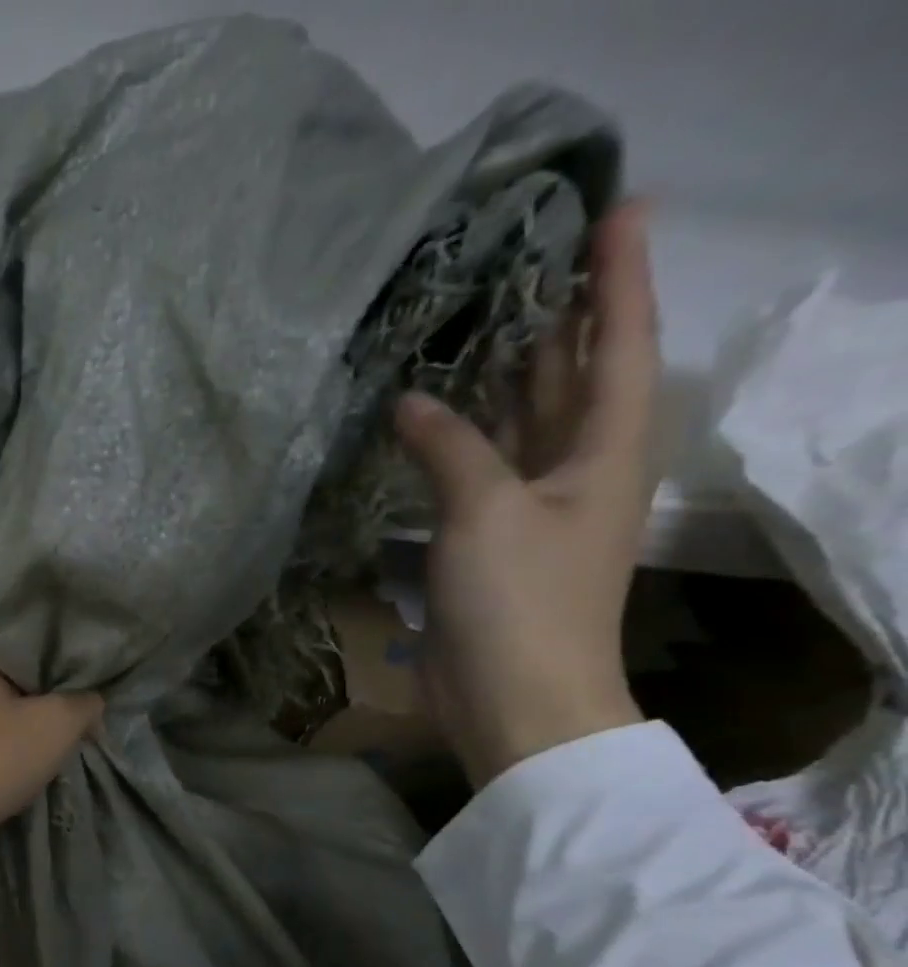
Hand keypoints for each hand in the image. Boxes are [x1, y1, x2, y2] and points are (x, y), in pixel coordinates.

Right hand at [394, 200, 658, 785]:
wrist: (514, 696)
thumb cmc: (520, 601)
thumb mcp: (486, 514)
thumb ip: (451, 448)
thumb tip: (410, 402)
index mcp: (606, 450)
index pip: (619, 343)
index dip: (619, 277)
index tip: (616, 209)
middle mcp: (577, 468)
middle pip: (574, 376)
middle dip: (560, 317)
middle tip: (530, 255)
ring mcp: (531, 506)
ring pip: (523, 422)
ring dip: (505, 375)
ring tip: (479, 318)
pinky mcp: (489, 540)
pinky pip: (479, 468)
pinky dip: (460, 438)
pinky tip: (431, 416)